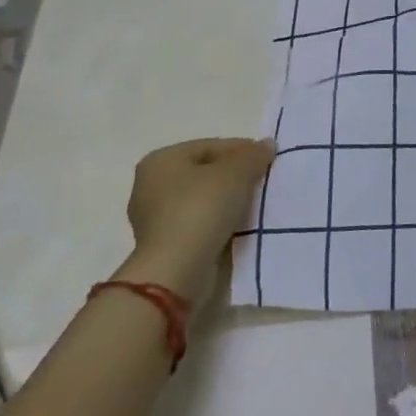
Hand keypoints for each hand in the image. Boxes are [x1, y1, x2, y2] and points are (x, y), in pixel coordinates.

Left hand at [116, 138, 274, 308]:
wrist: (176, 271)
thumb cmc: (202, 208)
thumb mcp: (237, 172)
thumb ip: (254, 155)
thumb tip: (266, 145)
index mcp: (161, 159)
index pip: (210, 146)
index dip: (242, 150)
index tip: (266, 161)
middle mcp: (150, 185)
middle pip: (204, 172)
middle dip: (233, 176)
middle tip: (260, 182)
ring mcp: (152, 218)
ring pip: (200, 199)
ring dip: (226, 200)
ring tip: (253, 205)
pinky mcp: (161, 245)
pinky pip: (196, 222)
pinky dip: (216, 221)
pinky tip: (236, 225)